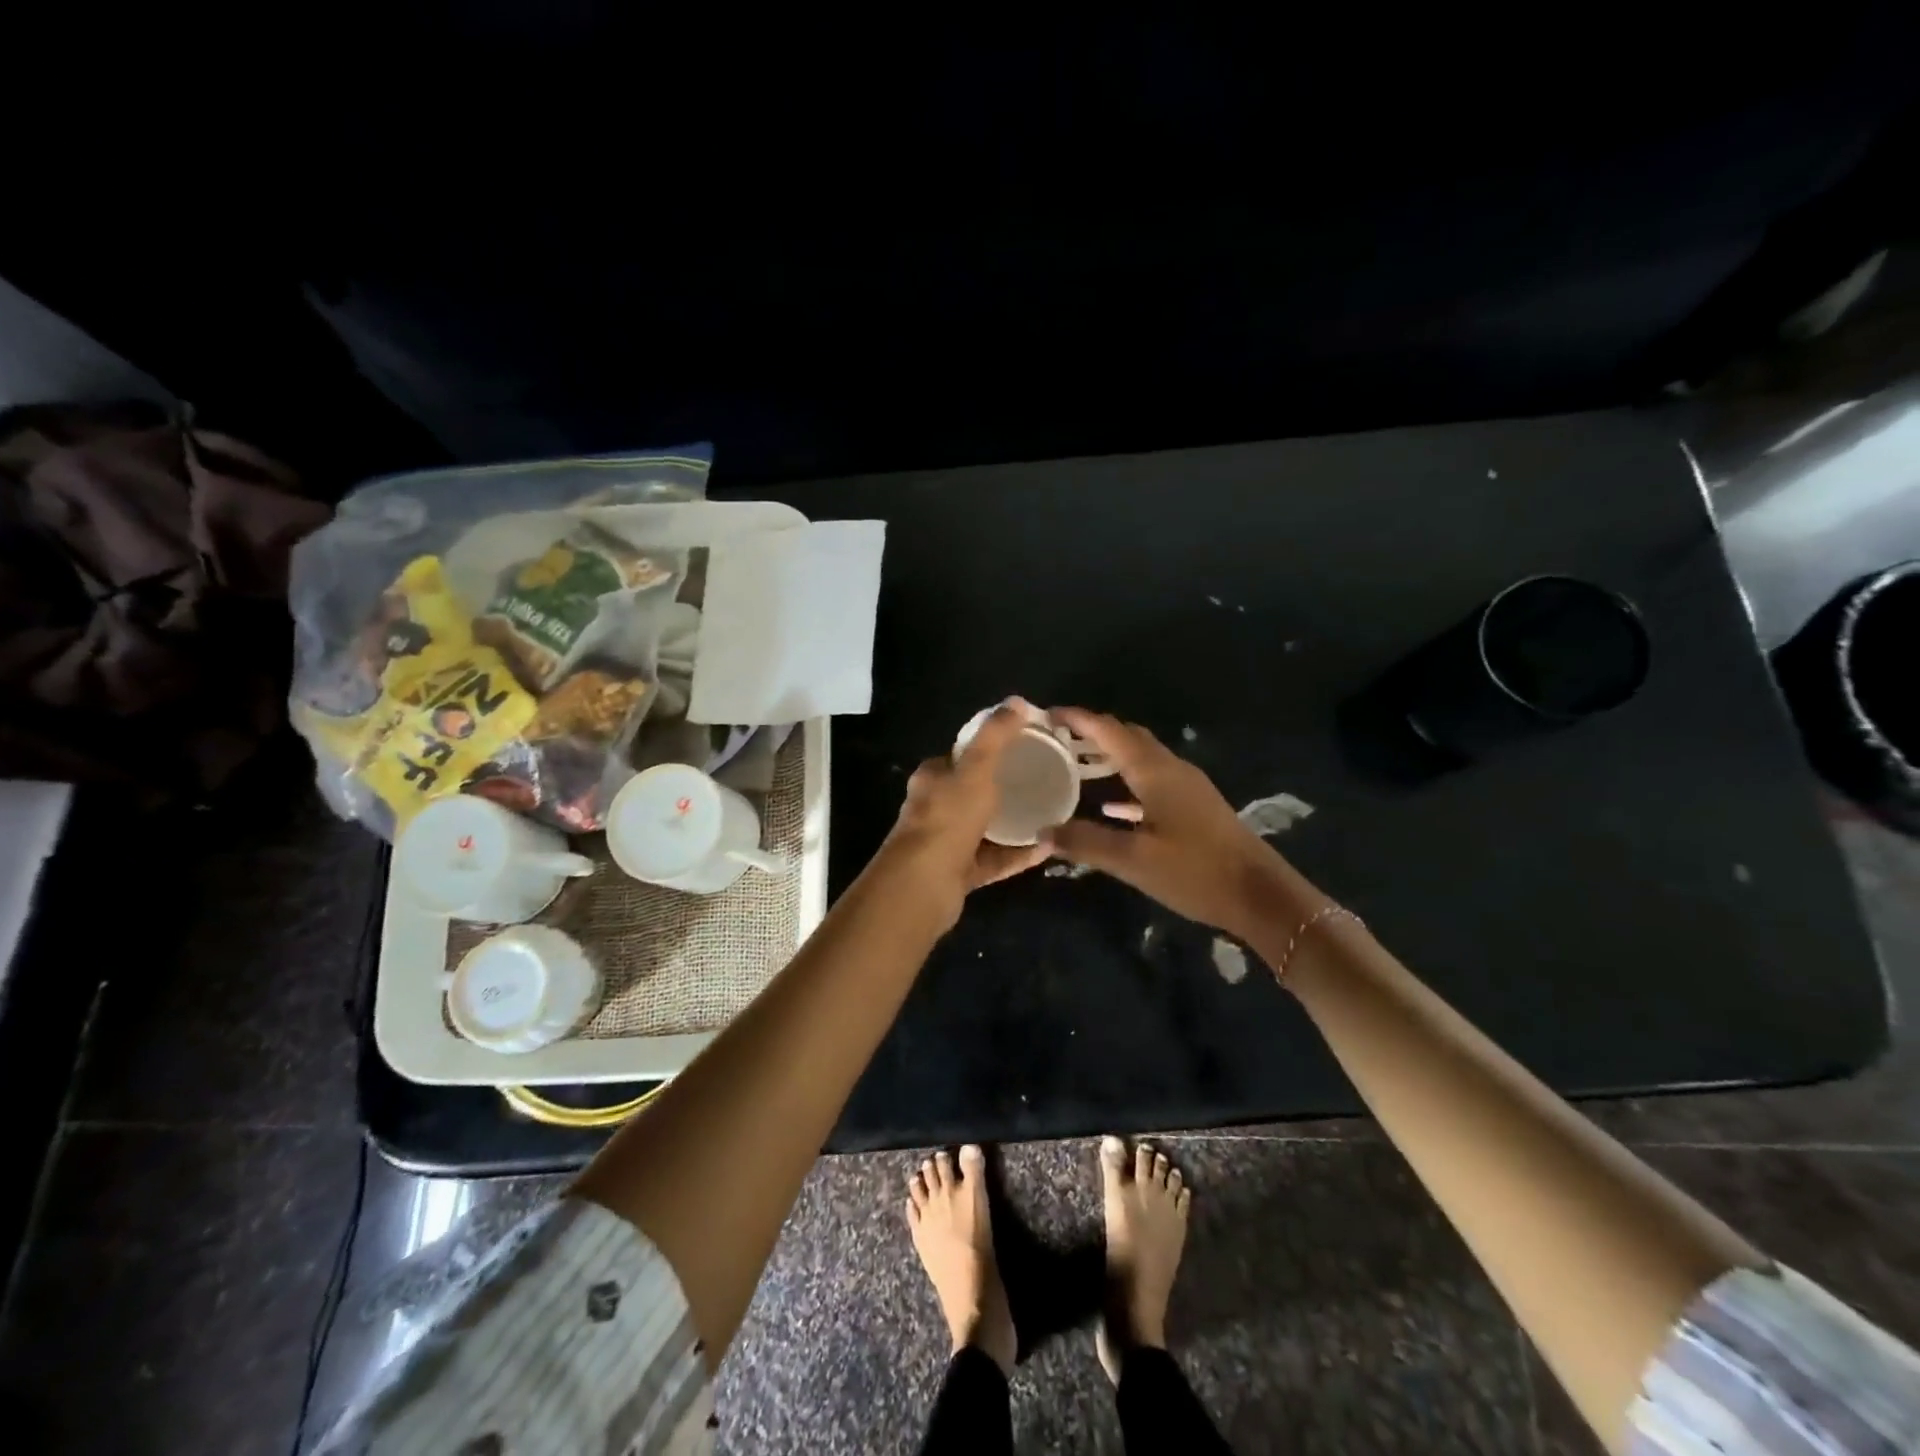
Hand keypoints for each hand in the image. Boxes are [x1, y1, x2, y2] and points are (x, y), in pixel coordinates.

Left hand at [873, 701, 1051, 924]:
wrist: (924, 884)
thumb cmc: (948, 818)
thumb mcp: (976, 769)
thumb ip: (996, 737)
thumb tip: (1016, 701)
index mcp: (932, 779)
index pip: (958, 757)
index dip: (985, 749)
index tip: (1019, 746)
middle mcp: (934, 809)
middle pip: (970, 792)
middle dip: (1000, 787)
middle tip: (1038, 781)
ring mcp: (945, 844)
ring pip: (983, 829)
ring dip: (1013, 823)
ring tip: (1048, 814)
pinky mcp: (959, 873)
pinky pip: (994, 859)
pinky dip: (1018, 854)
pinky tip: (1047, 848)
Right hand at [1049, 708, 1302, 938]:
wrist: (1260, 896)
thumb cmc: (1196, 871)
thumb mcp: (1134, 860)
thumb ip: (1086, 843)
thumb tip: (1042, 832)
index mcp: (1155, 771)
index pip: (1109, 731)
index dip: (1078, 718)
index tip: (1046, 714)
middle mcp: (1171, 769)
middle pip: (1127, 737)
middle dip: (1092, 732)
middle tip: (1057, 738)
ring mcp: (1186, 788)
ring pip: (1141, 758)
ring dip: (1109, 756)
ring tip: (1076, 764)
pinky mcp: (1195, 807)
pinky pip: (1152, 783)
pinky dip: (1127, 784)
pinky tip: (1109, 806)